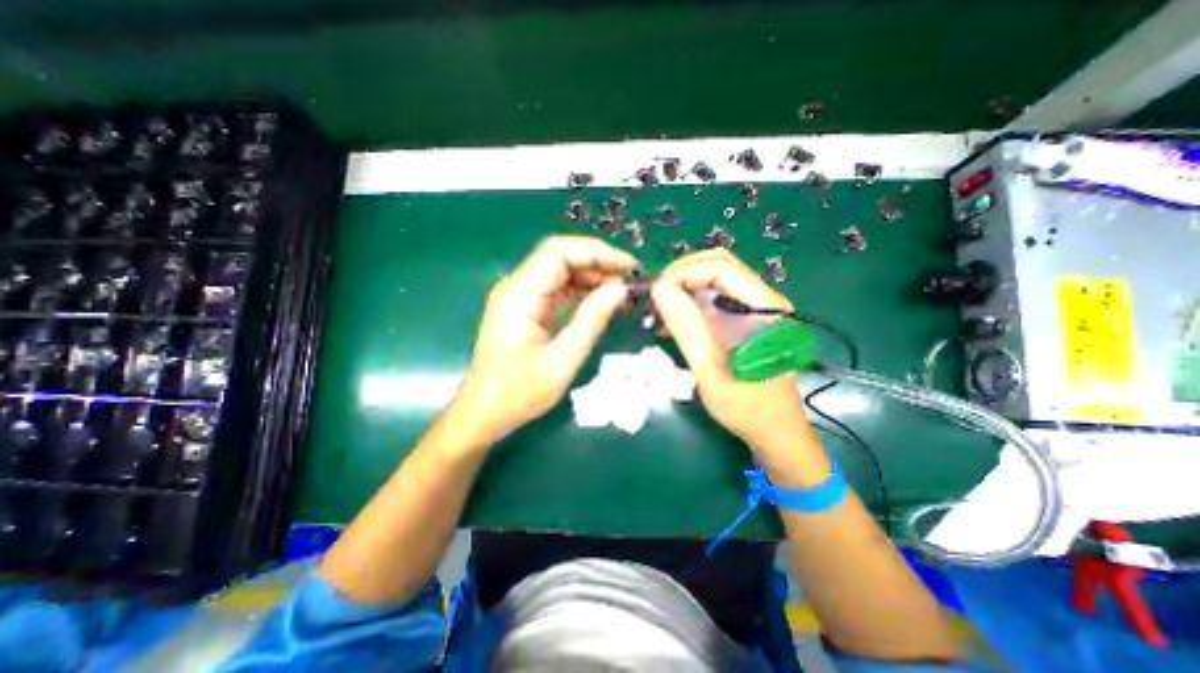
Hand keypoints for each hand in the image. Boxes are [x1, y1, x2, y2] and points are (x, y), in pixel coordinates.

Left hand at [455, 240, 635, 438]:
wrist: (483, 411)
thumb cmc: (518, 393)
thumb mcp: (561, 361)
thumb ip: (591, 321)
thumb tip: (620, 289)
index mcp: (519, 296)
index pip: (558, 252)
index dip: (596, 252)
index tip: (628, 266)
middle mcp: (516, 287)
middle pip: (559, 256)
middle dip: (597, 262)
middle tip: (630, 279)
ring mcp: (519, 296)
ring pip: (559, 270)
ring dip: (591, 275)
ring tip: (621, 290)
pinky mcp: (525, 307)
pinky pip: (556, 287)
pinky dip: (580, 289)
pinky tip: (601, 300)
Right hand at [652, 246, 811, 451]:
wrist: (775, 432)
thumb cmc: (746, 408)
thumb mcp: (710, 370)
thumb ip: (686, 328)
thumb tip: (659, 289)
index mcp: (765, 308)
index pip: (722, 268)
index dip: (685, 273)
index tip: (656, 293)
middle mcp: (764, 300)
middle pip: (719, 266)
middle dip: (682, 276)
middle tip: (655, 298)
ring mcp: (756, 309)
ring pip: (715, 280)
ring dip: (684, 288)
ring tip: (659, 309)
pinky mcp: (747, 320)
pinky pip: (716, 298)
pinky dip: (691, 303)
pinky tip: (672, 322)